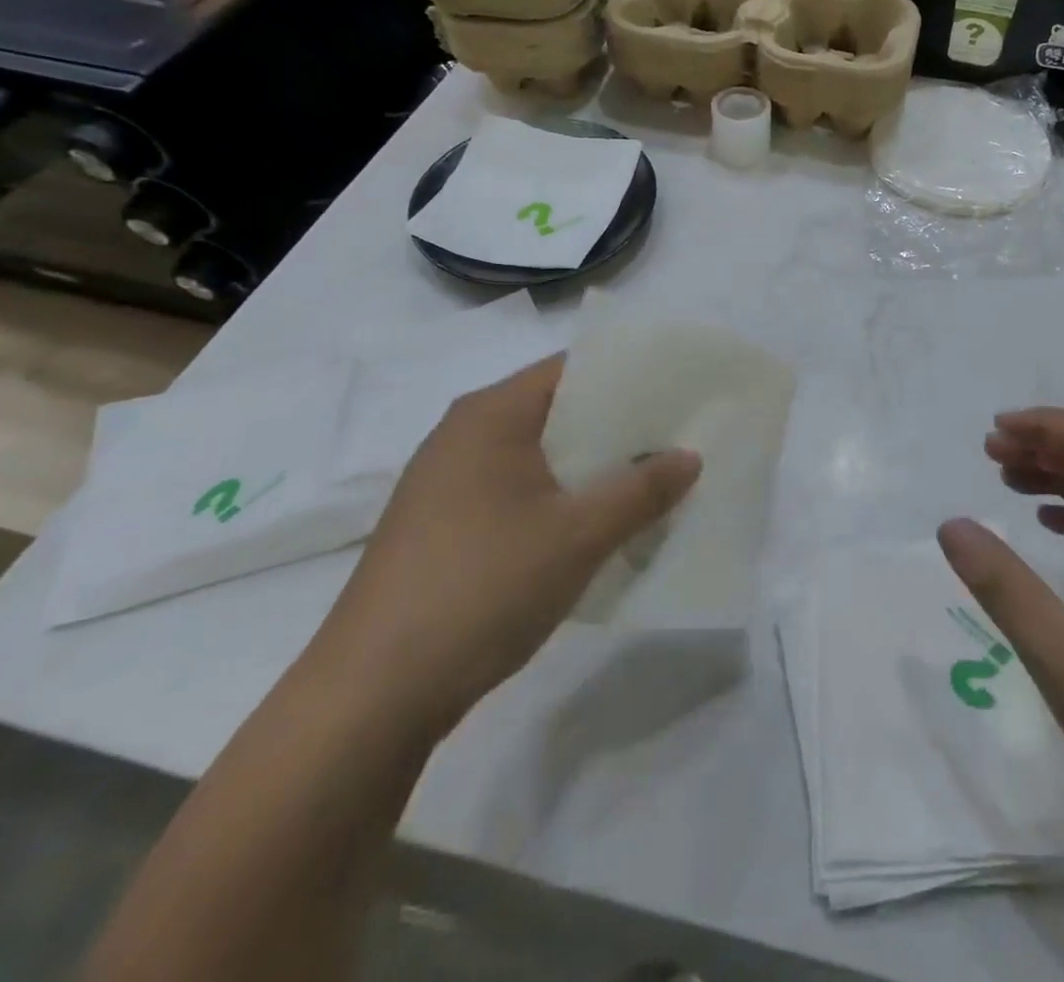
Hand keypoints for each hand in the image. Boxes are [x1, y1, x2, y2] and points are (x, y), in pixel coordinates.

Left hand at [310, 354, 700, 738]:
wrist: (372, 695)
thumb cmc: (482, 587)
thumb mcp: (579, 536)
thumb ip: (642, 490)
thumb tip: (691, 456)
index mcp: (491, 414)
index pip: (572, 368)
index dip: (629, 373)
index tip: (679, 388)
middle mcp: (464, 435)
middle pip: (558, 411)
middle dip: (619, 426)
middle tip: (680, 435)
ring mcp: (449, 484)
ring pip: (541, 457)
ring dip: (593, 468)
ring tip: (653, 480)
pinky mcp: (445, 528)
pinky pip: (520, 493)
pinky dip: (563, 499)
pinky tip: (599, 526)